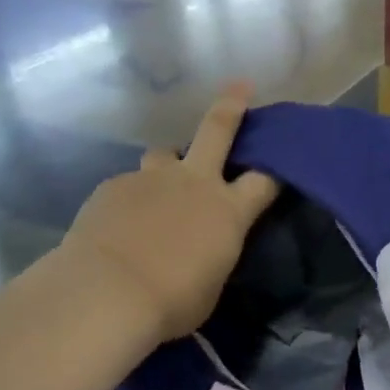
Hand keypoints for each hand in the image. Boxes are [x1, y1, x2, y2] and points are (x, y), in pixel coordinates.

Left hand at [59, 86, 279, 340]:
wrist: (108, 292)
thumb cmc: (174, 301)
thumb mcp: (211, 284)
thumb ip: (212, 254)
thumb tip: (203, 247)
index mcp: (228, 211)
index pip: (264, 181)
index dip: (276, 171)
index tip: (281, 165)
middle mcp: (193, 182)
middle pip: (217, 130)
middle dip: (232, 106)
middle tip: (240, 87)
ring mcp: (150, 179)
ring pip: (164, 155)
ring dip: (169, 164)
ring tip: (161, 187)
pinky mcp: (114, 186)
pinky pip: (130, 185)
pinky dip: (133, 199)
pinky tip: (123, 226)